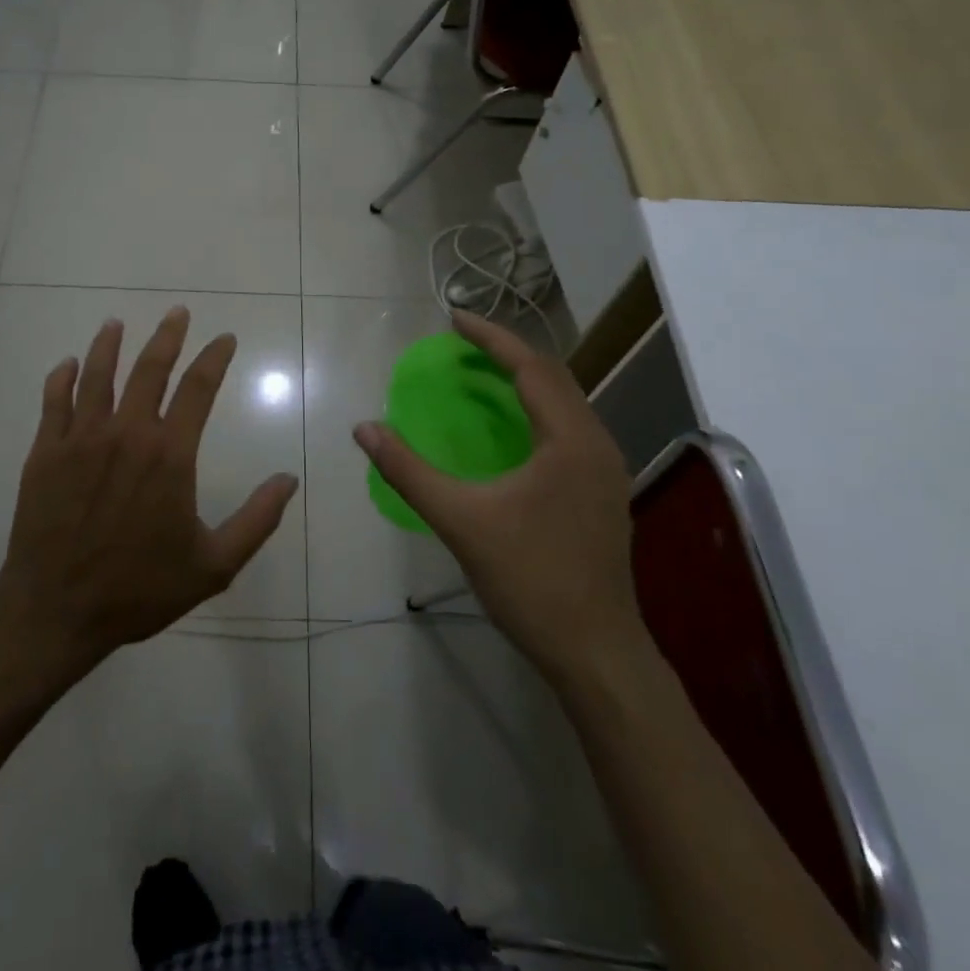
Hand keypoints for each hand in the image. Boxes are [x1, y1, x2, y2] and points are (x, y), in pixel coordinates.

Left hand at [0, 307, 298, 672]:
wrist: (56, 611)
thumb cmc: (139, 589)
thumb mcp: (213, 565)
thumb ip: (256, 519)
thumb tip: (289, 479)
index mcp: (170, 454)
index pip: (198, 388)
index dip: (214, 358)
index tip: (224, 338)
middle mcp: (127, 433)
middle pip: (150, 368)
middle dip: (168, 336)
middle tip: (177, 312)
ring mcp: (81, 439)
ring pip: (98, 375)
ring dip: (110, 344)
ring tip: (116, 323)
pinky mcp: (45, 452)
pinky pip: (54, 401)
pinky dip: (63, 377)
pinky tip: (69, 364)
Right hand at [353, 310, 645, 681]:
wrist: (595, 652)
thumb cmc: (530, 580)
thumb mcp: (461, 521)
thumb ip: (409, 471)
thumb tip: (365, 429)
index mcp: (571, 440)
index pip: (531, 367)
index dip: (491, 338)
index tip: (453, 318)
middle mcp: (596, 443)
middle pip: (553, 377)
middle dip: (507, 353)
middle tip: (462, 344)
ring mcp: (604, 470)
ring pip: (564, 403)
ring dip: (524, 381)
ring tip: (481, 376)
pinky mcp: (600, 492)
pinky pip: (567, 428)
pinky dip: (534, 411)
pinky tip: (509, 428)